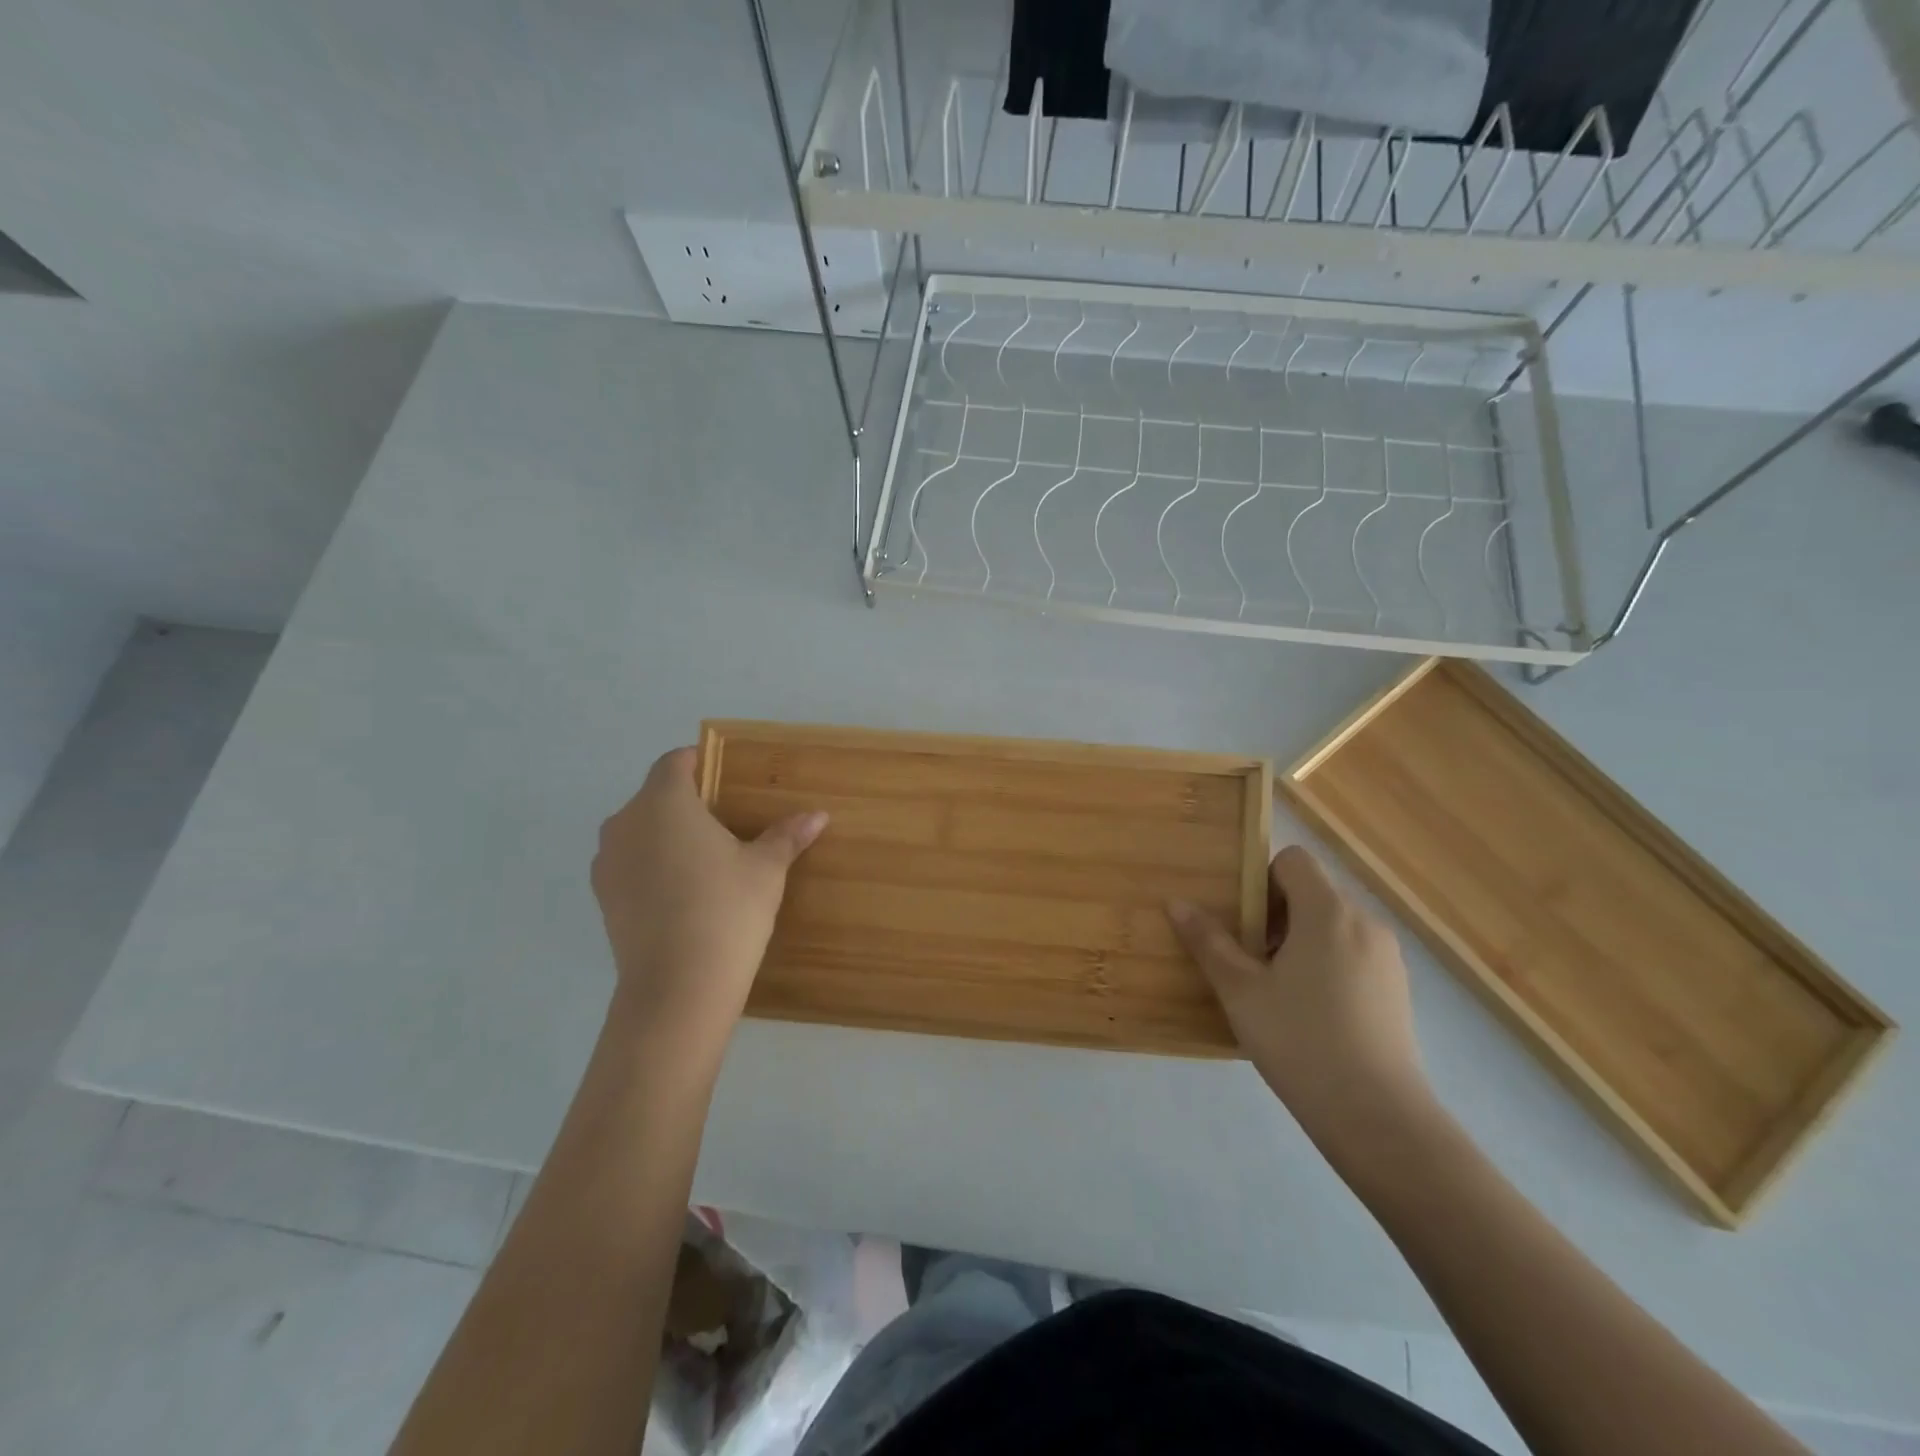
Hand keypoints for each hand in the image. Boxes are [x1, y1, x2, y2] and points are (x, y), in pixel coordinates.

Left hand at [592, 748, 826, 1054]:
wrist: (677, 987)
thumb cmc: (726, 909)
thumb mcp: (766, 869)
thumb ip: (786, 836)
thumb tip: (818, 815)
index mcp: (664, 802)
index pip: (674, 762)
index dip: (699, 763)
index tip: (724, 776)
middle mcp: (626, 823)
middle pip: (655, 796)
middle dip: (686, 802)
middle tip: (726, 822)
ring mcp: (607, 862)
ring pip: (639, 832)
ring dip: (666, 835)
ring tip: (704, 860)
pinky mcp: (602, 898)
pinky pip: (630, 865)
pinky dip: (652, 866)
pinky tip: (683, 892)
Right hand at [1167, 846, 1431, 1144]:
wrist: (1378, 1117)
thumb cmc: (1301, 1041)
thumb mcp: (1241, 991)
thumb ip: (1209, 942)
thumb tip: (1177, 903)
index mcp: (1328, 912)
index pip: (1294, 860)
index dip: (1261, 878)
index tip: (1241, 919)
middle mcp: (1364, 922)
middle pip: (1312, 892)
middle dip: (1275, 914)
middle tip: (1249, 958)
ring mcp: (1387, 957)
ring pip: (1333, 925)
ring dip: (1300, 940)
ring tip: (1276, 988)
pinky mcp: (1397, 989)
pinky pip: (1353, 953)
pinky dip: (1326, 963)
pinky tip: (1309, 1012)